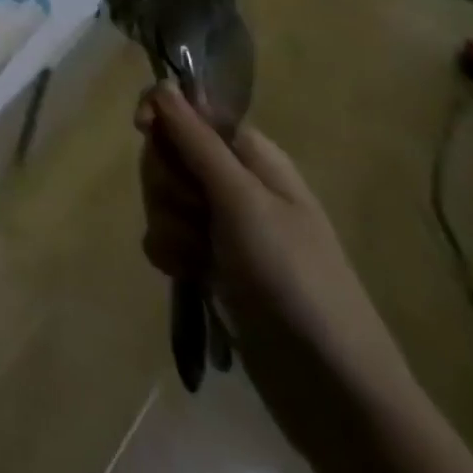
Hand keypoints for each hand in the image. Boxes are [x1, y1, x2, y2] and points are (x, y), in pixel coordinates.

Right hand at [135, 88, 416, 428]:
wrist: (331, 388)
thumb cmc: (292, 277)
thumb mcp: (242, 201)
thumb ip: (197, 141)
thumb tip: (163, 84)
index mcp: (250, 155)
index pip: (191, 110)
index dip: (163, 114)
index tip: (141, 127)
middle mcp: (234, 182)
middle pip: (170, 153)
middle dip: (166, 181)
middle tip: (192, 213)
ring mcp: (222, 225)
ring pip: (164, 197)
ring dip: (168, 222)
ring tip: (195, 257)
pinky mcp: (210, 263)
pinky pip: (167, 237)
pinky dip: (170, 252)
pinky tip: (186, 274)